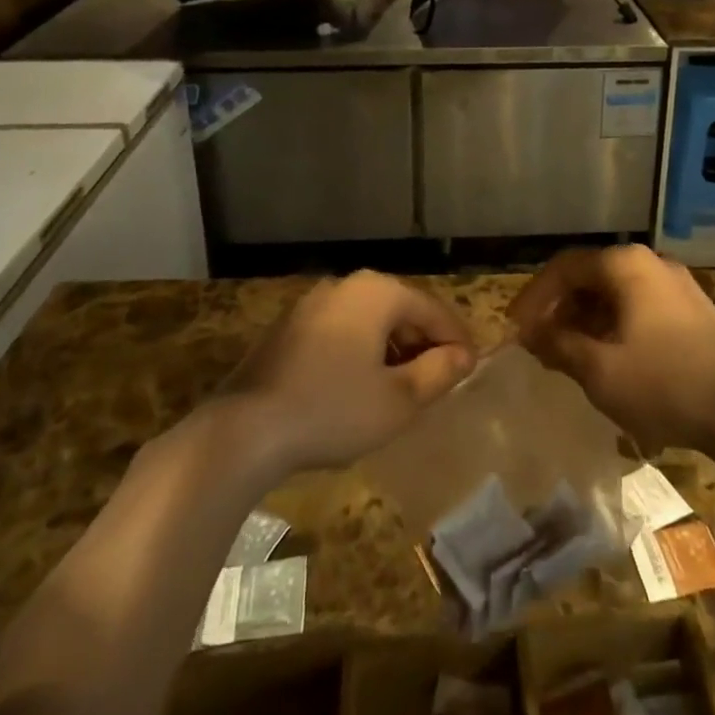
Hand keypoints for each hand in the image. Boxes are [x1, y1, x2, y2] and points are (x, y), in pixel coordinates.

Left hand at [219, 271, 475, 477]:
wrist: (244, 429)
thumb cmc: (333, 410)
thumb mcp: (398, 400)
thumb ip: (438, 373)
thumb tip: (462, 356)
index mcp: (378, 292)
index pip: (433, 310)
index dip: (456, 340)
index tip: (470, 369)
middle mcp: (346, 285)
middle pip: (400, 309)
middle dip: (422, 343)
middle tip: (438, 381)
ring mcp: (312, 303)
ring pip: (368, 320)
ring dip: (391, 349)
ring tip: (401, 387)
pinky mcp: (288, 327)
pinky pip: (340, 331)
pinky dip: (359, 351)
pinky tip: (358, 387)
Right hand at [508, 246, 714, 456]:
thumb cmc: (665, 385)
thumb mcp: (599, 370)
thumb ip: (558, 344)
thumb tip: (529, 333)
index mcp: (626, 265)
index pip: (565, 267)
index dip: (534, 296)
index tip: (515, 328)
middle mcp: (651, 262)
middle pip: (590, 276)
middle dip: (559, 308)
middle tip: (538, 342)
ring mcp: (676, 284)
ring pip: (615, 292)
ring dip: (585, 318)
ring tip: (566, 353)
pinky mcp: (692, 309)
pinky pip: (638, 305)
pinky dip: (612, 324)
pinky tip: (606, 356)